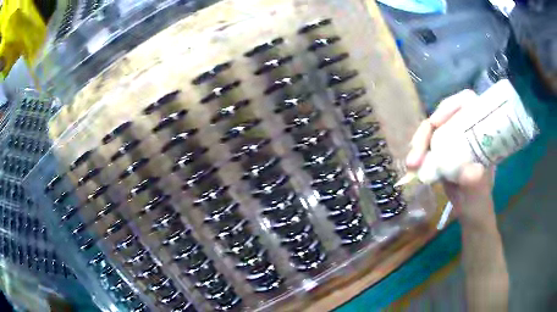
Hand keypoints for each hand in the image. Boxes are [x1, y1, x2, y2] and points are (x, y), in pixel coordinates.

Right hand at [405, 90, 493, 220]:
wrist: (469, 215)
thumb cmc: (479, 205)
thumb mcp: (480, 196)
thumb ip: (477, 185)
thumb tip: (470, 171)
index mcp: (481, 134)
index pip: (467, 104)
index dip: (450, 106)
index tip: (436, 123)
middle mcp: (467, 132)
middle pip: (444, 115)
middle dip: (427, 130)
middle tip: (416, 152)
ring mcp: (454, 141)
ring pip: (433, 129)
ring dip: (419, 142)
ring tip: (411, 164)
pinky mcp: (442, 152)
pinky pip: (427, 144)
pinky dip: (418, 152)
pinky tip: (412, 165)